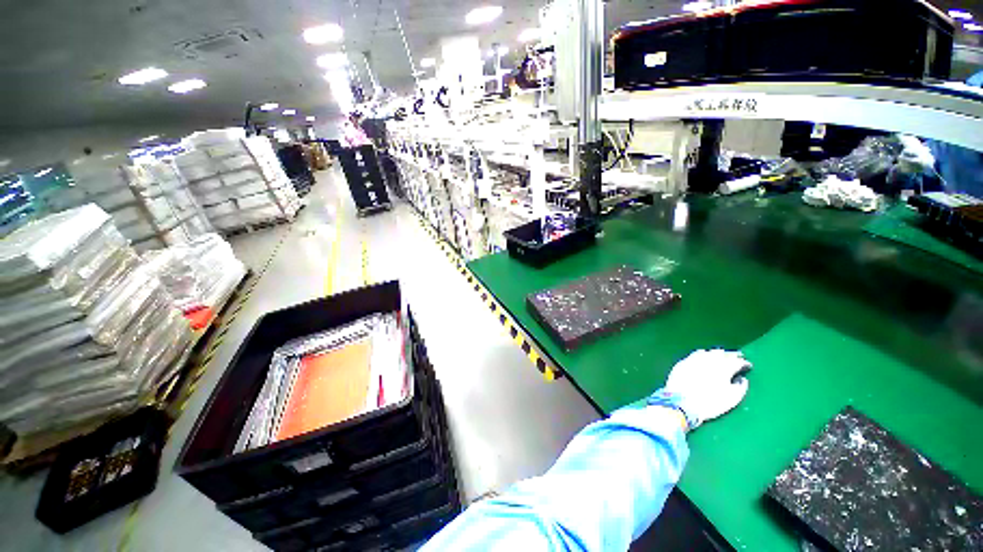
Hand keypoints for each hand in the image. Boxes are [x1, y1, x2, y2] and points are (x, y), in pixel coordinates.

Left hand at [661, 349, 751, 429]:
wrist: (681, 403)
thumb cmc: (710, 403)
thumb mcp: (732, 399)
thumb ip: (741, 387)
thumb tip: (742, 379)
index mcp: (724, 368)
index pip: (737, 361)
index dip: (743, 363)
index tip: (747, 366)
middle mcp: (709, 360)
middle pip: (722, 353)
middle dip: (731, 355)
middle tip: (736, 357)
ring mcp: (694, 359)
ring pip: (708, 352)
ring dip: (716, 354)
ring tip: (720, 357)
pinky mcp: (683, 362)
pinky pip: (695, 355)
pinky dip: (702, 355)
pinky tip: (703, 358)